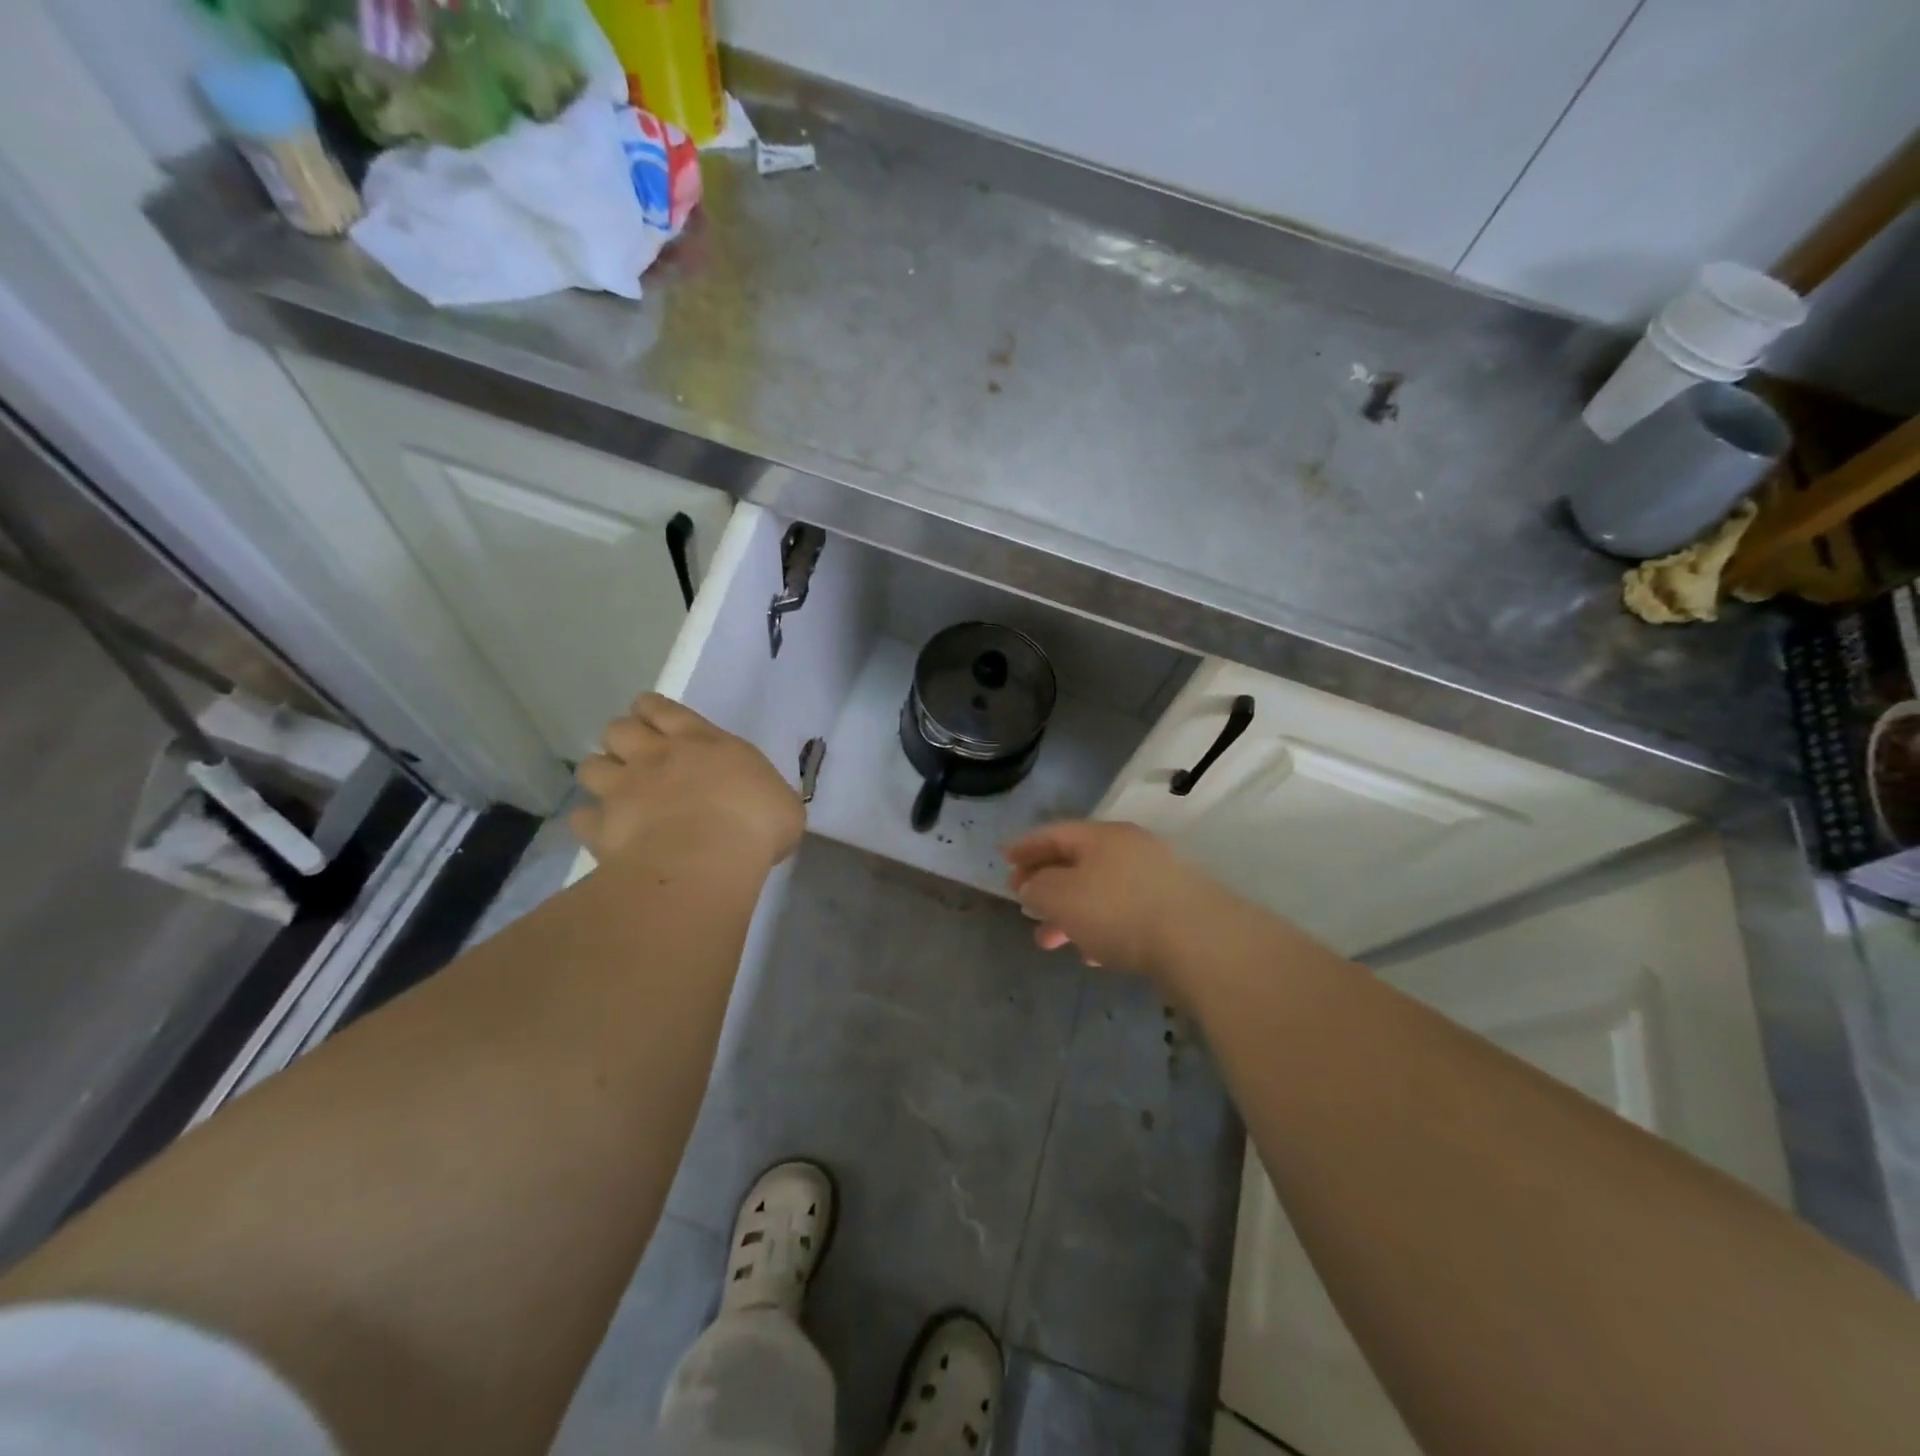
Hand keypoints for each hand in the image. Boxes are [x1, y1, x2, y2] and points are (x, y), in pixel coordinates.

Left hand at [570, 694, 803, 872]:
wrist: (706, 860)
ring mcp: (623, 790)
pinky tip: (604, 832)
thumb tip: (764, 808)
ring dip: (602, 775)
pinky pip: (582, 817)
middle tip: (637, 757)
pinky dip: (591, 822)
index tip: (652, 718)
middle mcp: (655, 757)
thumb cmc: (755, 825)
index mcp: (701, 742)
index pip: (662, 709)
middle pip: (619, 728)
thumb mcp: (781, 805)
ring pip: (591, 766)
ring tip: (615, 792)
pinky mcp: (602, 827)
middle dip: (623, 738)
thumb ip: (762, 795)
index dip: (652, 710)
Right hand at [1005, 820, 1227, 978]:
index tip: (1003, 860)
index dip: (1025, 846)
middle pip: (1077, 863)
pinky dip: (1101, 930)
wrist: (1200, 943)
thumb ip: (1038, 888)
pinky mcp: (1173, 912)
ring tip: (1049, 941)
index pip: (1054, 833)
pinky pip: (1125, 916)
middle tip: (1023, 908)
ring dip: (1071, 914)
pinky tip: (1093, 956)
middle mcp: (1130, 850)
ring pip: (1100, 892)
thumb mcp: (1062, 896)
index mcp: (1102, 836)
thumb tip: (1032, 886)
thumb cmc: (1119, 911)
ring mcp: (1156, 880)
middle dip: (1046, 886)